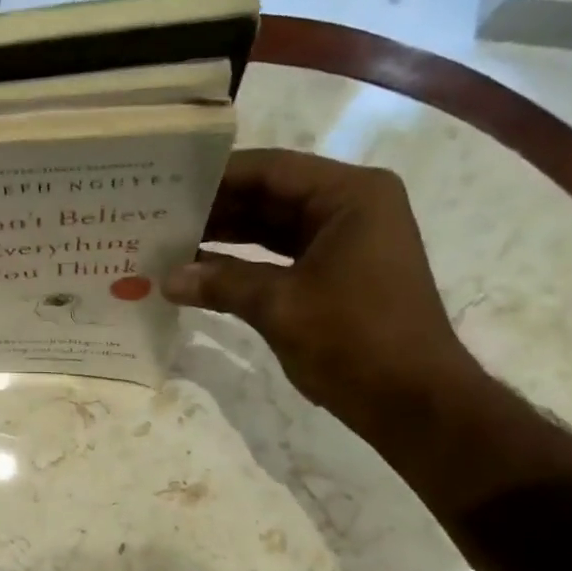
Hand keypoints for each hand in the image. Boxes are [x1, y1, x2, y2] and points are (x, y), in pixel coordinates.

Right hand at [164, 149, 485, 447]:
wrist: (411, 400)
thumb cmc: (354, 338)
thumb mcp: (280, 306)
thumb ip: (222, 283)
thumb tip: (167, 279)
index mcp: (350, 196)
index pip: (271, 170)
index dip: (217, 177)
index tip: (168, 185)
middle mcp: (350, 208)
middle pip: (271, 196)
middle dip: (217, 208)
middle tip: (160, 217)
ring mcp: (345, 243)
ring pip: (273, 229)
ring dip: (226, 238)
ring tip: (171, 243)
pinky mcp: (336, 276)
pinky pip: (281, 258)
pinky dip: (244, 265)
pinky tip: (201, 273)